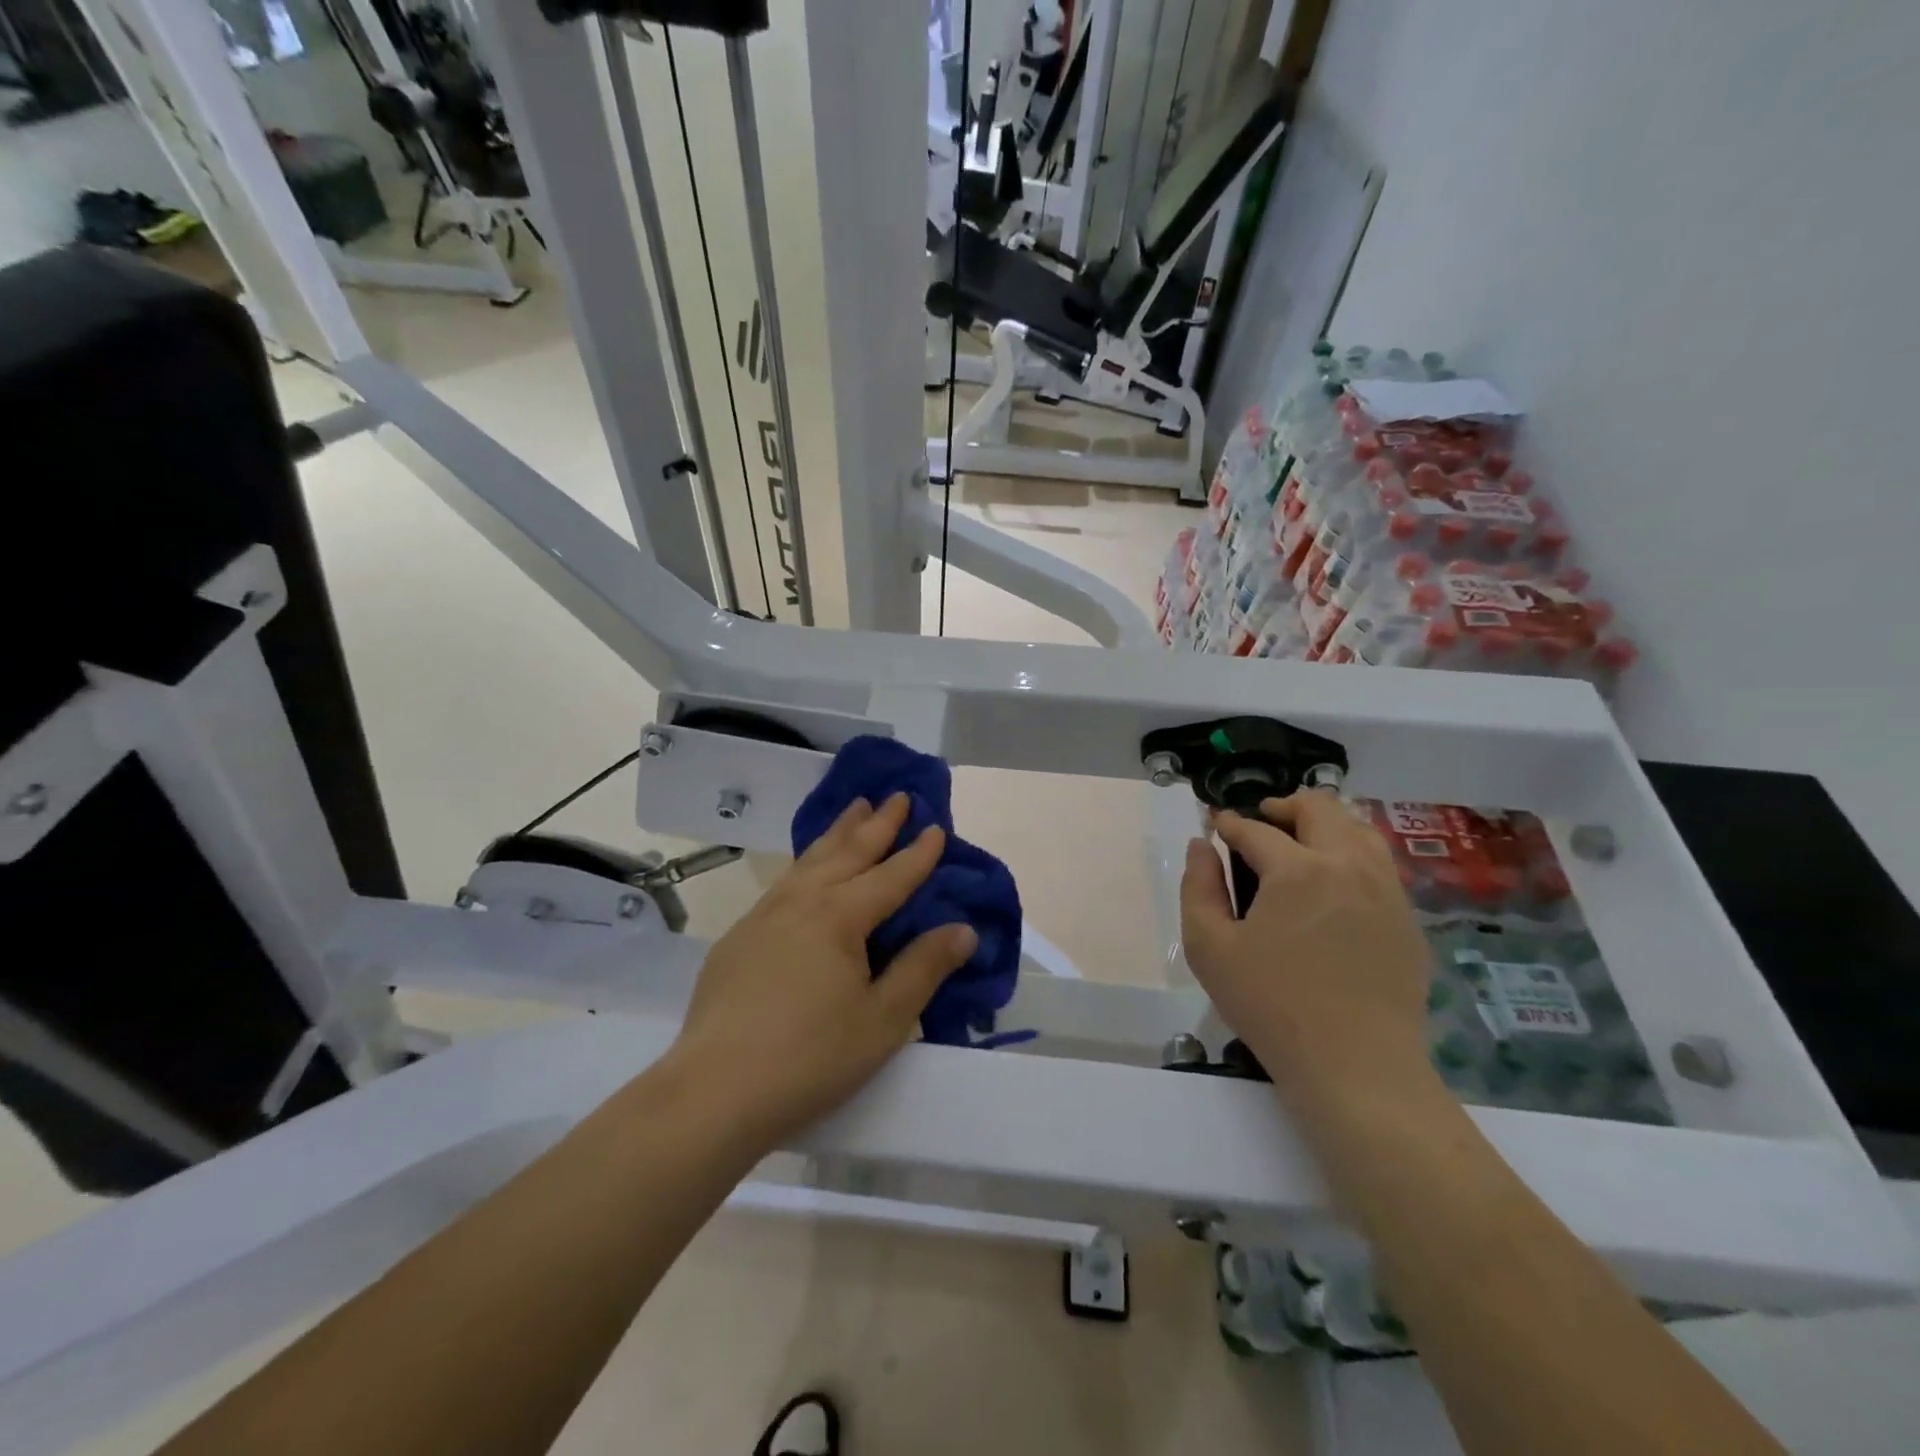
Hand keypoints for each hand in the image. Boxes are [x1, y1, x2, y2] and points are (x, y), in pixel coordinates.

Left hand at [670, 793, 976, 1148]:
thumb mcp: (882, 1020)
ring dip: (838, 832)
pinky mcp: (739, 936)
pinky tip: (807, 870)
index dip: (917, 853)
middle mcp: (802, 902)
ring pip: (810, 859)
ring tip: (856, 808)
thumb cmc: (810, 1057)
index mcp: (840, 917)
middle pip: (847, 852)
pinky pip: (784, 881)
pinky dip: (807, 861)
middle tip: (897, 795)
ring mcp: (764, 915)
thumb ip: (924, 968)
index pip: (890, 876)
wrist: (713, 1091)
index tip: (936, 827)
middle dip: (877, 823)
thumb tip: (963, 928)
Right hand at [1180, 791, 1435, 1110]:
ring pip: (1358, 828)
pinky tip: (1332, 883)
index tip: (1215, 826)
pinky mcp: (1406, 919)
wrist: (1357, 1067)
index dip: (1229, 825)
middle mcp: (1348, 865)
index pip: (1256, 830)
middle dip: (1283, 806)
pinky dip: (1350, 854)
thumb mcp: (1209, 947)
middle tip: (1260, 822)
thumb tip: (1201, 845)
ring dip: (1323, 824)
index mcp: (1297, 869)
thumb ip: (1198, 887)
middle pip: (1319, 808)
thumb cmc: (1271, 1005)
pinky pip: (1379, 864)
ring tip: (1299, 844)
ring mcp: (1386, 890)